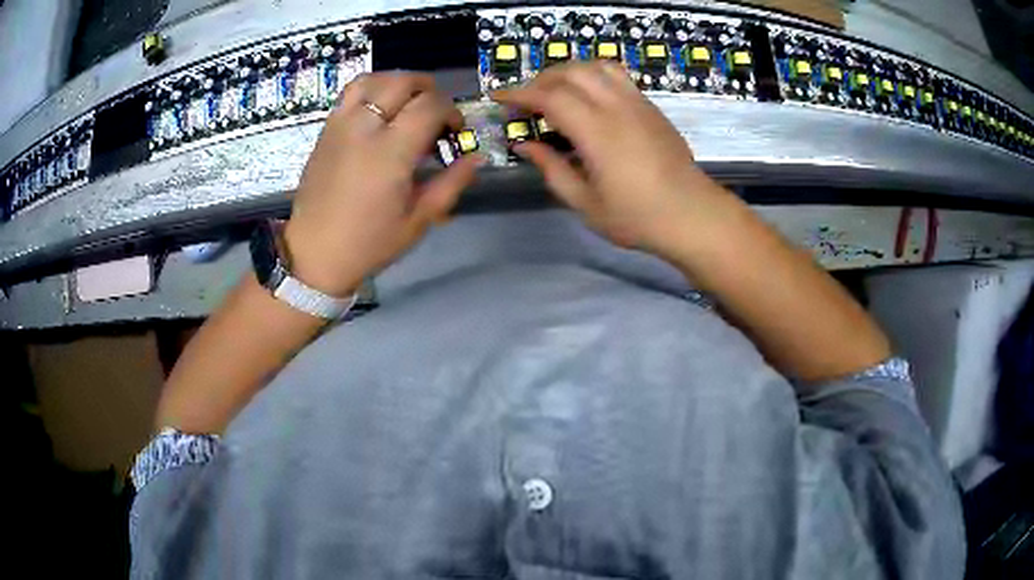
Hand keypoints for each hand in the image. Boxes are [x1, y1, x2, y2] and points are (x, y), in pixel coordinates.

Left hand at [284, 72, 481, 295]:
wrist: (315, 253)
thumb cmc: (369, 242)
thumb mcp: (419, 220)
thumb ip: (451, 184)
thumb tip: (476, 157)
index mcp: (391, 152)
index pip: (430, 106)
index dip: (451, 111)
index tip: (455, 131)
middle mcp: (364, 128)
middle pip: (403, 82)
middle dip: (429, 90)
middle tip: (436, 113)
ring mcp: (341, 124)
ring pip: (374, 79)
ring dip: (398, 82)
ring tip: (409, 101)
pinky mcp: (326, 129)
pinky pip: (351, 92)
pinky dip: (372, 88)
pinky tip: (380, 108)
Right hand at [492, 61, 729, 255]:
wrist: (692, 214)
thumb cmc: (637, 217)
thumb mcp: (585, 203)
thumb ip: (551, 169)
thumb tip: (524, 146)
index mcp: (598, 132)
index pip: (550, 97)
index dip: (520, 94)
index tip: (499, 98)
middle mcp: (617, 107)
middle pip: (571, 72)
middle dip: (541, 79)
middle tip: (526, 101)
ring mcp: (638, 103)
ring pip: (596, 66)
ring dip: (568, 71)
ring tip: (556, 91)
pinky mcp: (651, 106)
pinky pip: (617, 75)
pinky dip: (593, 75)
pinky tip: (588, 95)